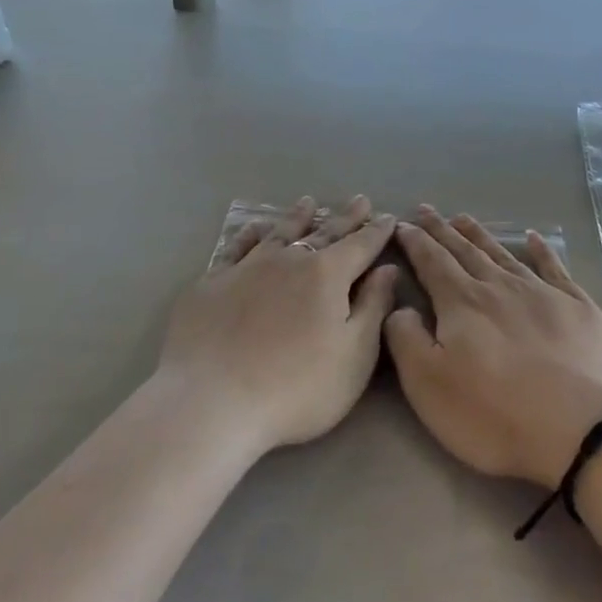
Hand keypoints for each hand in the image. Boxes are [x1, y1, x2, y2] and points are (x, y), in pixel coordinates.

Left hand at [158, 196, 398, 457]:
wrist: (211, 401)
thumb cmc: (296, 387)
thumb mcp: (354, 356)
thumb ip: (373, 307)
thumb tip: (387, 269)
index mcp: (327, 275)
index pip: (360, 246)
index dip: (376, 232)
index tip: (389, 216)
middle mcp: (288, 260)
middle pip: (323, 233)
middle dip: (345, 218)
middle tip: (359, 199)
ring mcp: (246, 268)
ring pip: (279, 234)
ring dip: (296, 218)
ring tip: (307, 202)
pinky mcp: (211, 284)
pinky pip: (236, 249)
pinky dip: (248, 235)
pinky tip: (252, 228)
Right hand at [384, 208, 601, 489]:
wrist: (588, 432)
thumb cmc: (497, 415)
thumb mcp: (429, 386)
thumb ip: (405, 339)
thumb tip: (400, 306)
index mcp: (462, 303)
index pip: (431, 261)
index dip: (414, 242)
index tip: (400, 224)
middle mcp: (499, 286)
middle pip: (464, 250)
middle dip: (441, 230)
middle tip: (426, 209)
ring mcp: (542, 293)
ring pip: (502, 254)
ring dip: (479, 234)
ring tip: (463, 218)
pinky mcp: (578, 307)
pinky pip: (554, 267)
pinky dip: (542, 250)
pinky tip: (535, 237)